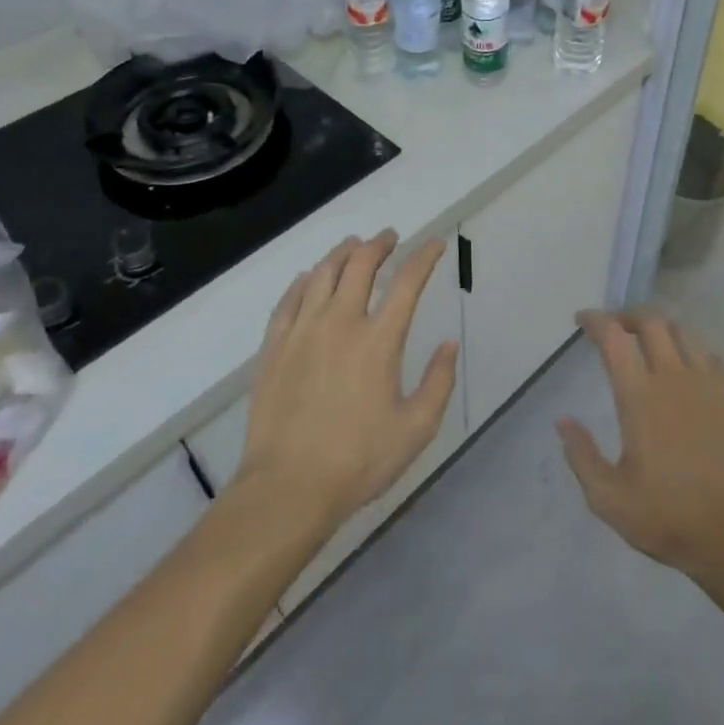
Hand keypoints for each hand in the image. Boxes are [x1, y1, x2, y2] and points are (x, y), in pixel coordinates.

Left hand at [237, 231, 457, 527]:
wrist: (288, 487)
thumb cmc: (359, 460)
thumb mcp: (416, 428)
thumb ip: (439, 381)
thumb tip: (449, 344)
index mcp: (379, 340)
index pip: (407, 283)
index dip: (424, 258)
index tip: (435, 245)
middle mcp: (340, 323)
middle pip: (360, 265)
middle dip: (379, 245)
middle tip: (390, 238)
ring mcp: (302, 332)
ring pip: (323, 274)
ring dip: (342, 253)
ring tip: (354, 245)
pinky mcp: (274, 347)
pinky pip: (289, 299)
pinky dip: (304, 280)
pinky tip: (310, 277)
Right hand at [559, 310, 723, 582]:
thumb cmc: (668, 518)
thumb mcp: (609, 498)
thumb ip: (581, 455)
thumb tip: (563, 421)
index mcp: (640, 397)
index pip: (614, 338)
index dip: (595, 320)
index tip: (581, 319)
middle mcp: (675, 378)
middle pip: (651, 323)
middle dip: (627, 316)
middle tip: (613, 328)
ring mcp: (710, 385)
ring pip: (684, 333)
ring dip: (660, 328)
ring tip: (647, 342)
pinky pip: (711, 356)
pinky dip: (691, 349)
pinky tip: (686, 367)